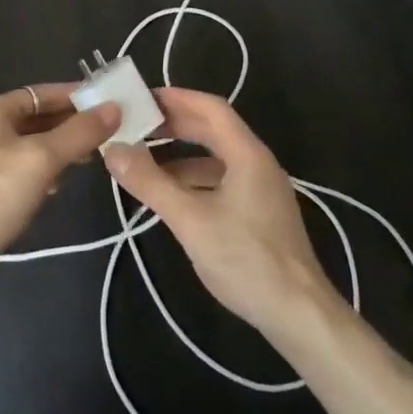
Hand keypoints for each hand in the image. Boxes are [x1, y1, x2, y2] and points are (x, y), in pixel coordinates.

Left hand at [0, 84, 120, 311]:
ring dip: (58, 148)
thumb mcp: (42, 160)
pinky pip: (20, 163)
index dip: (75, 97)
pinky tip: (58, 183)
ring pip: (30, 142)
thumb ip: (79, 133)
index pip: (42, 93)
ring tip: (88, 159)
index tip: (107, 103)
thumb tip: (114, 107)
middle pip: (36, 116)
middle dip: (70, 125)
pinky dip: (42, 167)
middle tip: (105, 134)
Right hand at [102, 88, 338, 342]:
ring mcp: (261, 189)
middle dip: (175, 124)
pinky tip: (171, 195)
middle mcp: (257, 163)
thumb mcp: (190, 220)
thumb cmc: (246, 260)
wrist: (299, 316)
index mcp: (247, 154)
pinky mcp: (259, 214)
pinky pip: (221, 180)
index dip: (177, 98)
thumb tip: (113, 149)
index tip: (142, 97)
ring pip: (216, 157)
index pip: (211, 108)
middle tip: (137, 124)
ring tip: (144, 159)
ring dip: (181, 153)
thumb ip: (150, 183)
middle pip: (213, 129)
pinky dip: (193, 179)